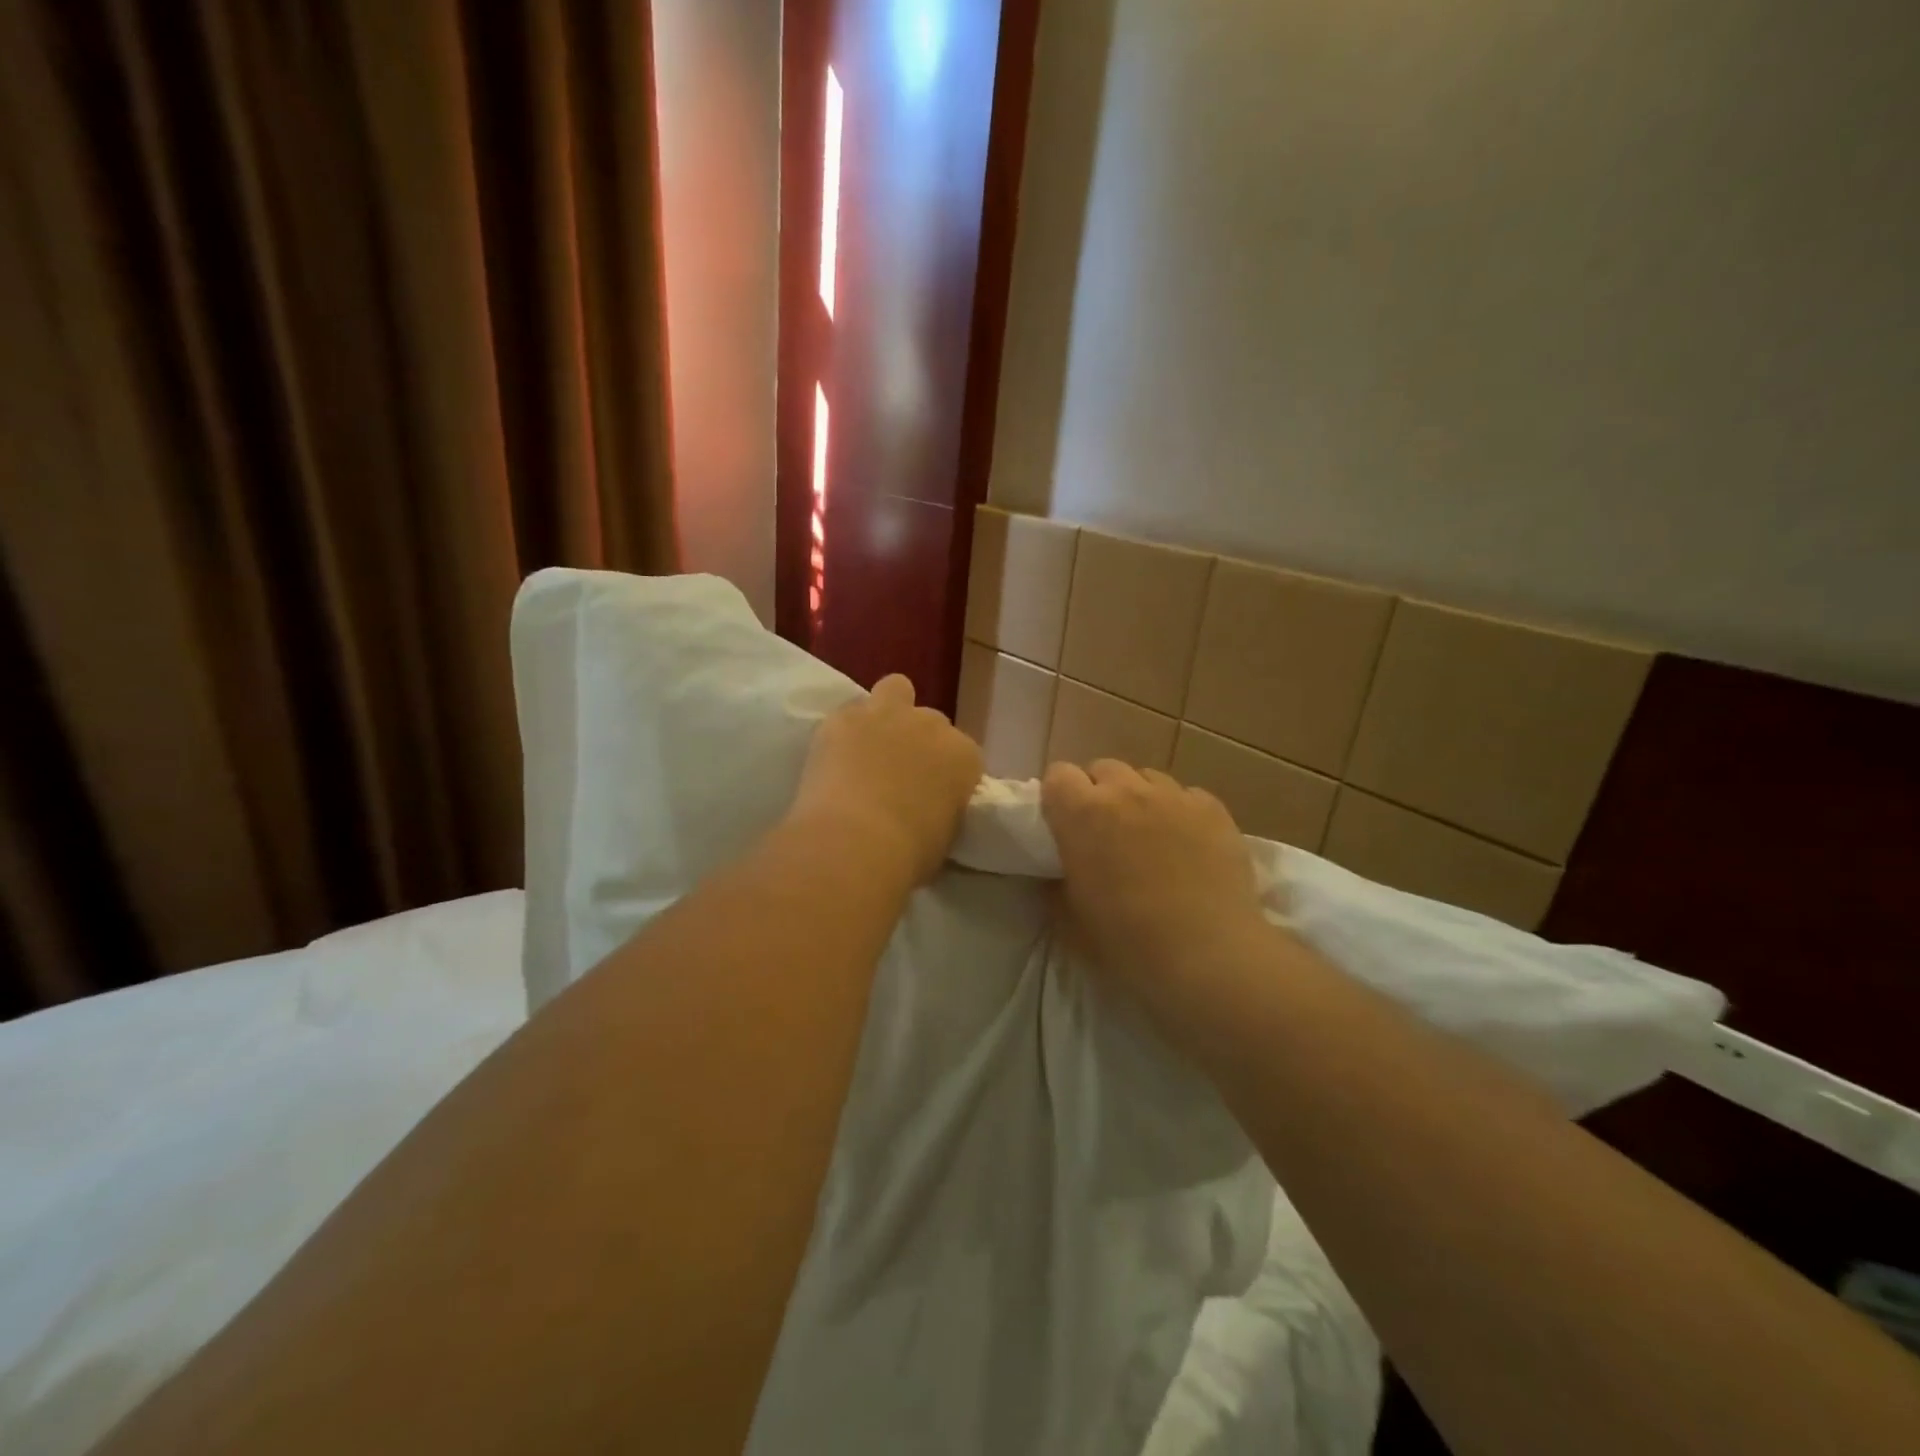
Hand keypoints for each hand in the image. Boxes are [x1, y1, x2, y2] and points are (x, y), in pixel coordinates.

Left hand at [789, 675, 982, 884]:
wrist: (855, 843)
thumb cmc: (908, 854)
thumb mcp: (945, 836)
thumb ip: (943, 809)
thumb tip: (930, 810)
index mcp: (964, 756)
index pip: (965, 755)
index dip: (948, 773)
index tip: (935, 794)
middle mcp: (932, 725)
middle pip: (931, 722)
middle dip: (919, 742)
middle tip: (900, 774)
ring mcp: (887, 714)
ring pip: (896, 689)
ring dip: (888, 712)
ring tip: (871, 744)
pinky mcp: (843, 717)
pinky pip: (849, 712)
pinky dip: (846, 730)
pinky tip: (836, 755)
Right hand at [1041, 760, 1274, 1032]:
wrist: (1208, 955)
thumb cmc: (1128, 942)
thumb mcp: (1071, 923)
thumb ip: (1056, 887)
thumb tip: (1059, 873)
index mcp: (1082, 814)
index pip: (1058, 775)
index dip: (1059, 798)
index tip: (1064, 825)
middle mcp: (1125, 792)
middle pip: (1103, 769)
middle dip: (1100, 793)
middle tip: (1106, 832)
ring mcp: (1173, 796)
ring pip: (1147, 777)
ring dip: (1140, 798)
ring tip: (1150, 835)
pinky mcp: (1213, 808)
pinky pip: (1187, 795)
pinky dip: (1180, 812)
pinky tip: (1189, 845)